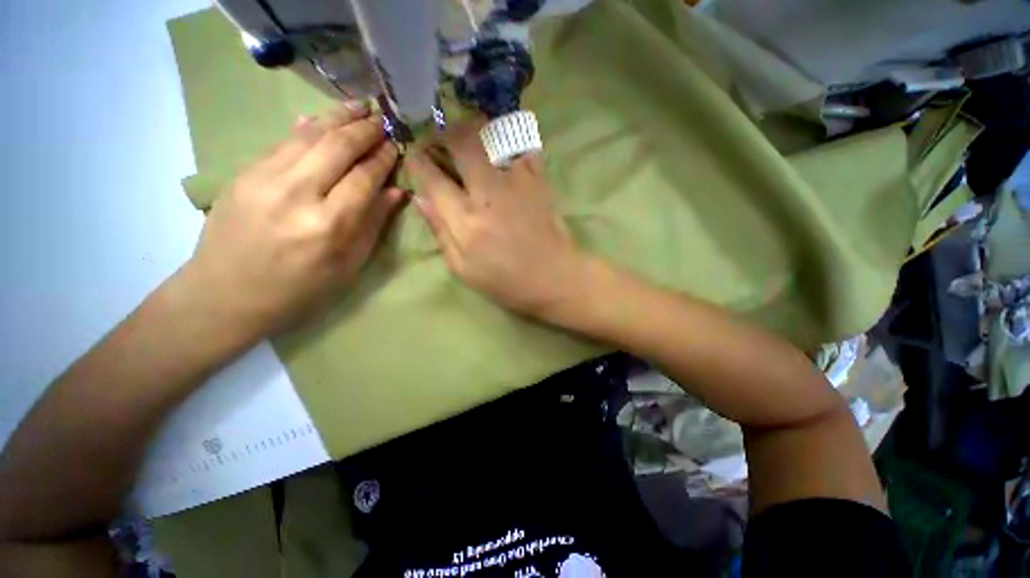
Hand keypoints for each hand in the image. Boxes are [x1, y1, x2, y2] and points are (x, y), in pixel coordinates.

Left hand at [182, 104, 405, 338]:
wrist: (226, 295)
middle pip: (338, 147)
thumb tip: (396, 191)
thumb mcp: (349, 265)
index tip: (396, 145)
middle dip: (365, 129)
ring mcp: (264, 178)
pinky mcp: (244, 173)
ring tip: (359, 106)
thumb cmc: (300, 289)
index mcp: (329, 225)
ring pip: (309, 135)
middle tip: (383, 119)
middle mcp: (297, 194)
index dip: (383, 158)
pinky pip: (284, 142)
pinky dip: (308, 127)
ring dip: (338, 117)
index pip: (364, 178)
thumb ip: (374, 224)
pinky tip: (322, 118)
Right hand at [404, 119, 586, 318]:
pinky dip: (507, 141)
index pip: (432, 177)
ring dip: (472, 131)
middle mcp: (490, 192)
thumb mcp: (464, 269)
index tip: (414, 156)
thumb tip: (421, 198)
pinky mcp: (539, 179)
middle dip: (442, 133)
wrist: (554, 278)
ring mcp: (518, 181)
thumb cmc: (507, 281)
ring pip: (490, 134)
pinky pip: (521, 144)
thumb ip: (440, 231)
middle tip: (439, 141)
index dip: (417, 161)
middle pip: (460, 141)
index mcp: (467, 220)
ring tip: (467, 141)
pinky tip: (500, 152)